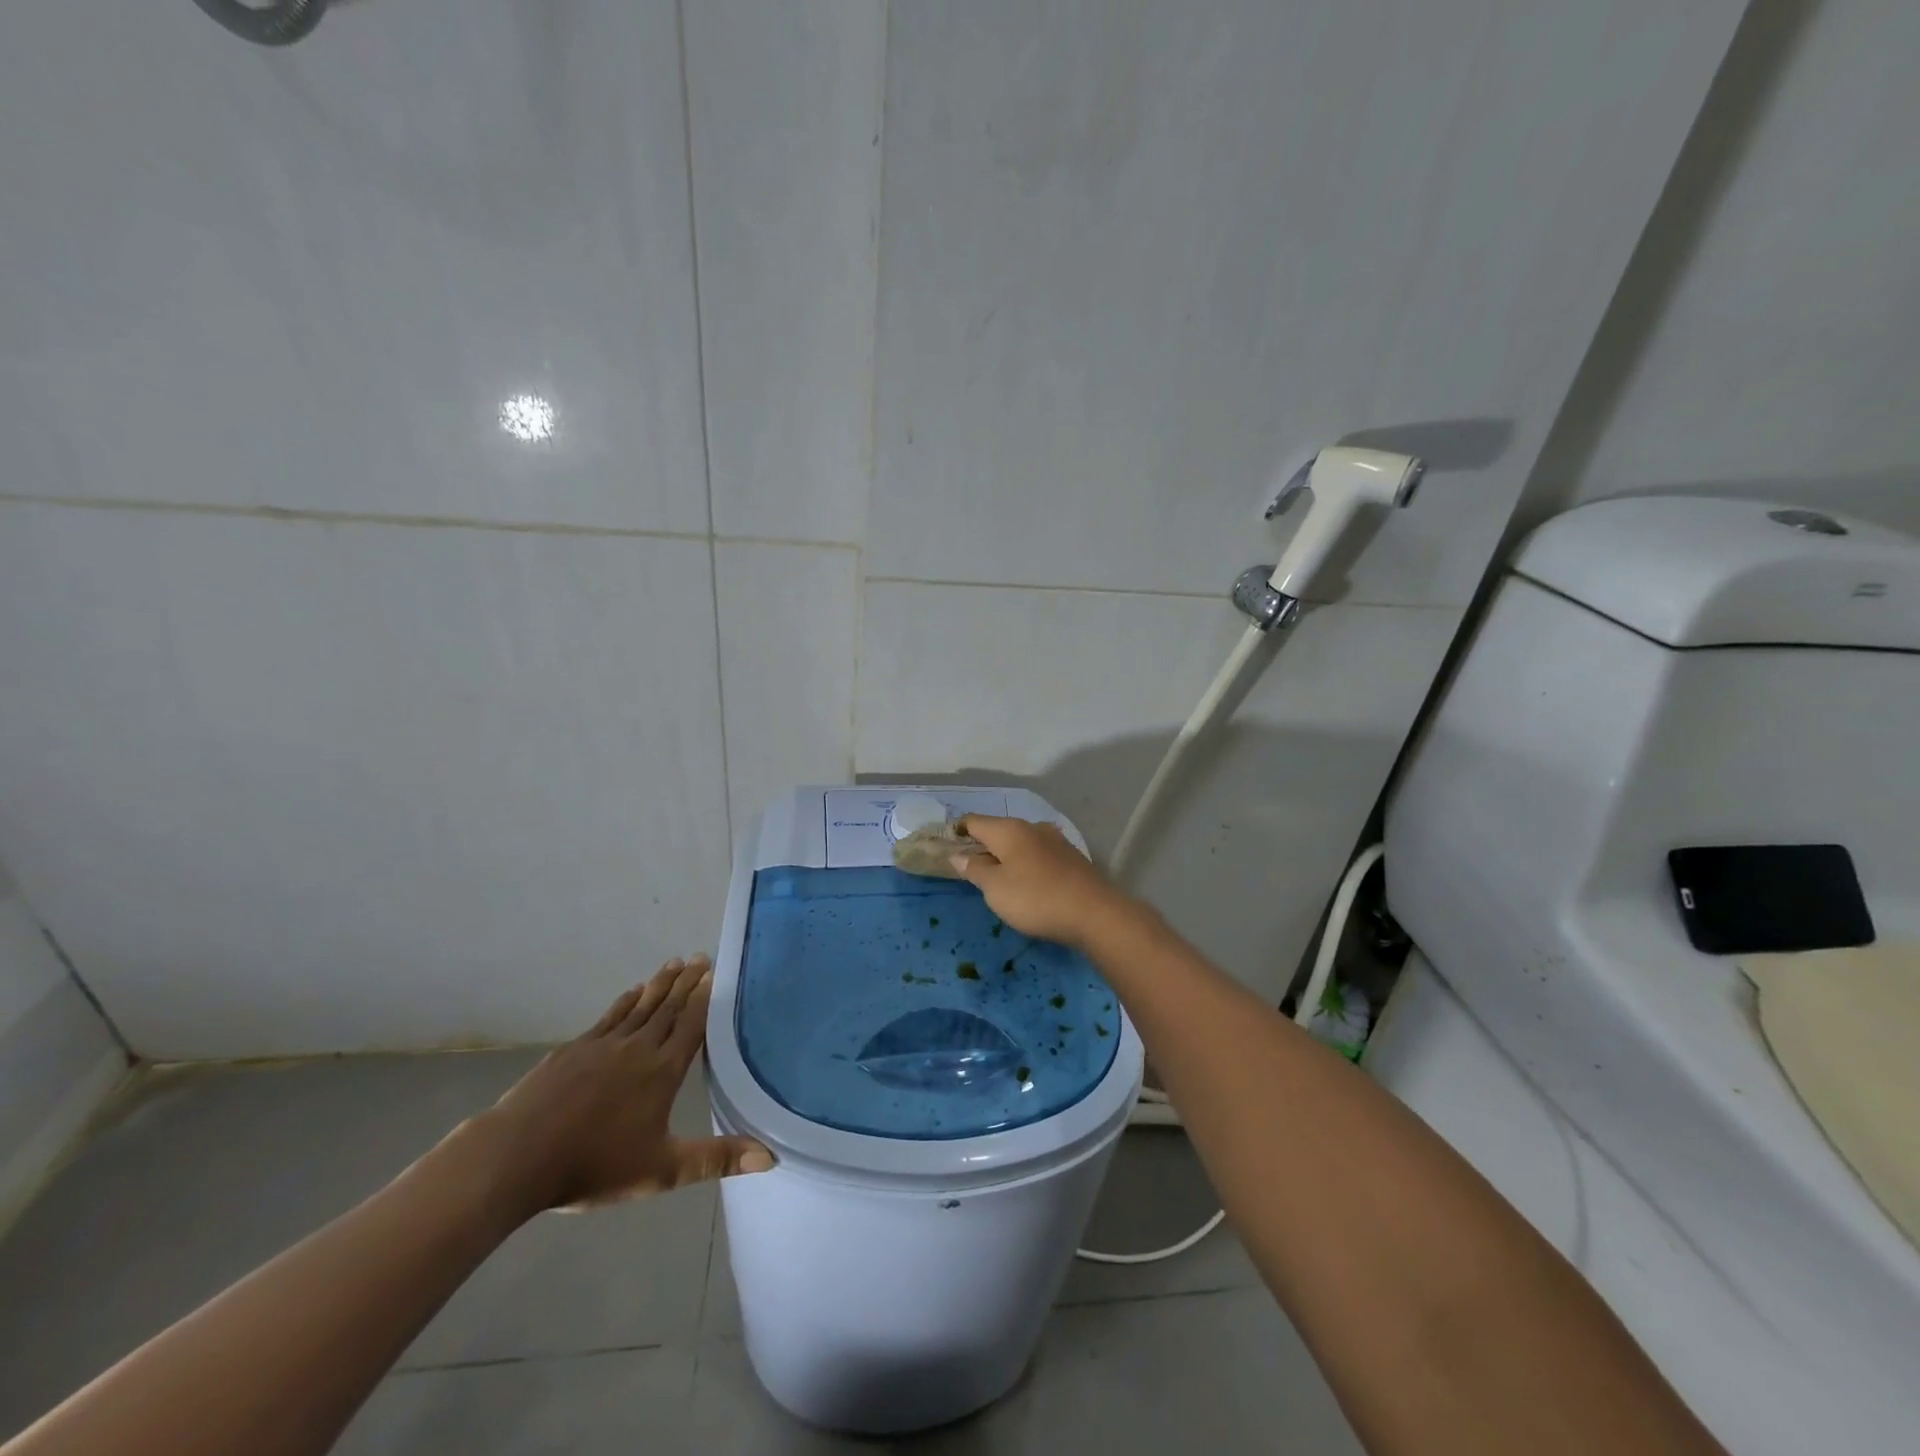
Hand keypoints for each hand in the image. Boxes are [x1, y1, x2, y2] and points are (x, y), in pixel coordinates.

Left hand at [476, 957, 772, 1214]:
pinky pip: (608, 1017)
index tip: (716, 972)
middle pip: (668, 1009)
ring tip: (674, 963)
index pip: (691, 1026)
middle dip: (686, 982)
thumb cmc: (594, 1164)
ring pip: (640, 1007)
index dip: (705, 999)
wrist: (517, 1156)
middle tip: (701, 956)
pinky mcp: (573, 1050)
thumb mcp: (662, 1170)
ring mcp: (602, 1046)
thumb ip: (716, 1159)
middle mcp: (637, 1049)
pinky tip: (631, 991)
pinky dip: (624, 1001)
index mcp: (662, 1072)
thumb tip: (771, 1156)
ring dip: (659, 984)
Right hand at [952, 814, 1133, 948]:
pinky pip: (1037, 854)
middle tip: (968, 867)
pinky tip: (1026, 882)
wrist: (1094, 913)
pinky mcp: (1071, 858)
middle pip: (998, 830)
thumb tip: (958, 855)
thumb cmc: (1035, 898)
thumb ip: (974, 870)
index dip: (957, 830)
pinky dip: (1025, 863)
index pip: (974, 821)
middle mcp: (1032, 827)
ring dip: (1005, 855)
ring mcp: (1055, 841)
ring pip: (1020, 842)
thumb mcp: (995, 888)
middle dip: (982, 845)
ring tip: (996, 877)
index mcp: (1008, 830)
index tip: (946, 845)